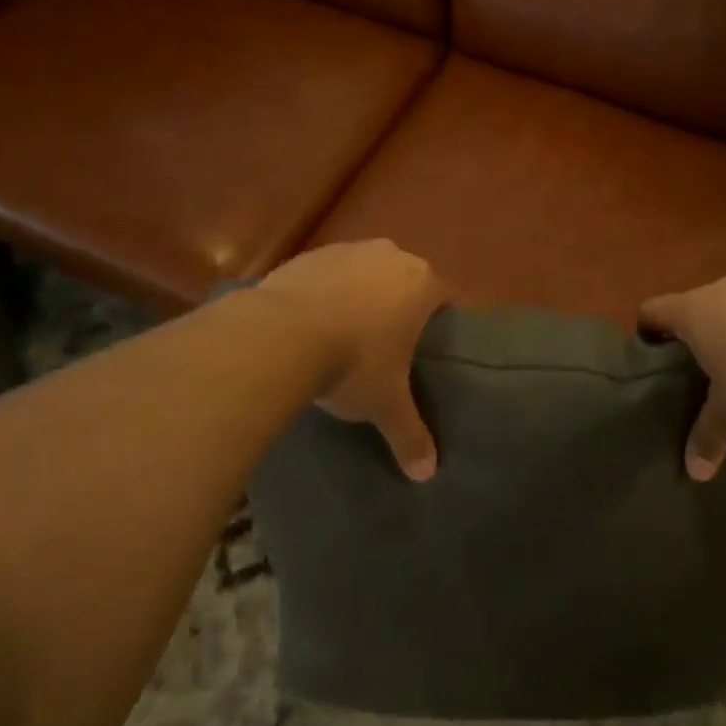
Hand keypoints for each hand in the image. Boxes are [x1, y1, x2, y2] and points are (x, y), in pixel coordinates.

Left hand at [254, 241, 449, 480]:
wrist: (279, 336)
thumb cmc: (353, 363)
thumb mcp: (385, 404)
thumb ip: (410, 434)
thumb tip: (427, 475)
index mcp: (421, 283)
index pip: (446, 293)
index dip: (442, 316)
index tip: (432, 342)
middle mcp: (389, 256)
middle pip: (405, 278)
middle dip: (400, 303)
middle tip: (390, 341)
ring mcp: (346, 250)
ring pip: (365, 271)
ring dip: (360, 294)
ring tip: (346, 332)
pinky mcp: (306, 256)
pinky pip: (327, 273)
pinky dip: (324, 292)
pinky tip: (310, 323)